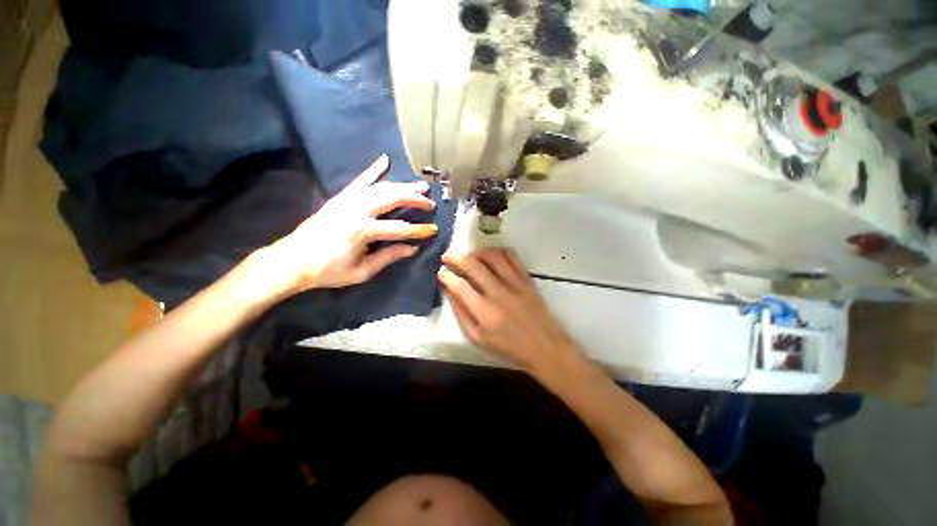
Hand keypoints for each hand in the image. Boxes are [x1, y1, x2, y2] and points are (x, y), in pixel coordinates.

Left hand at [267, 154, 437, 293]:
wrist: (291, 260)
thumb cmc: (328, 270)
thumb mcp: (362, 271)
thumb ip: (388, 257)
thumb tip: (412, 248)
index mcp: (362, 230)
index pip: (399, 228)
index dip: (419, 230)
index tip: (433, 230)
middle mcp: (357, 210)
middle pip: (392, 199)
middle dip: (414, 199)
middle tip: (430, 203)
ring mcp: (347, 200)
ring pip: (381, 187)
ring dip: (402, 185)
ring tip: (419, 186)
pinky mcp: (340, 197)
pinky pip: (360, 180)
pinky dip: (373, 170)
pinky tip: (385, 160)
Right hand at [437, 248, 579, 375]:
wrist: (544, 346)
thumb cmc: (508, 346)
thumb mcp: (478, 338)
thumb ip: (461, 314)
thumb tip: (449, 291)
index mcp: (484, 312)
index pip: (459, 286)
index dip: (446, 275)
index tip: (441, 272)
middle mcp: (498, 293)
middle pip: (473, 266)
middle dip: (456, 257)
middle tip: (448, 256)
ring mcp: (514, 283)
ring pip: (492, 256)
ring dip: (477, 252)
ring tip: (470, 255)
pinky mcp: (526, 279)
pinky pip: (512, 257)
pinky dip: (498, 252)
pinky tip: (491, 256)